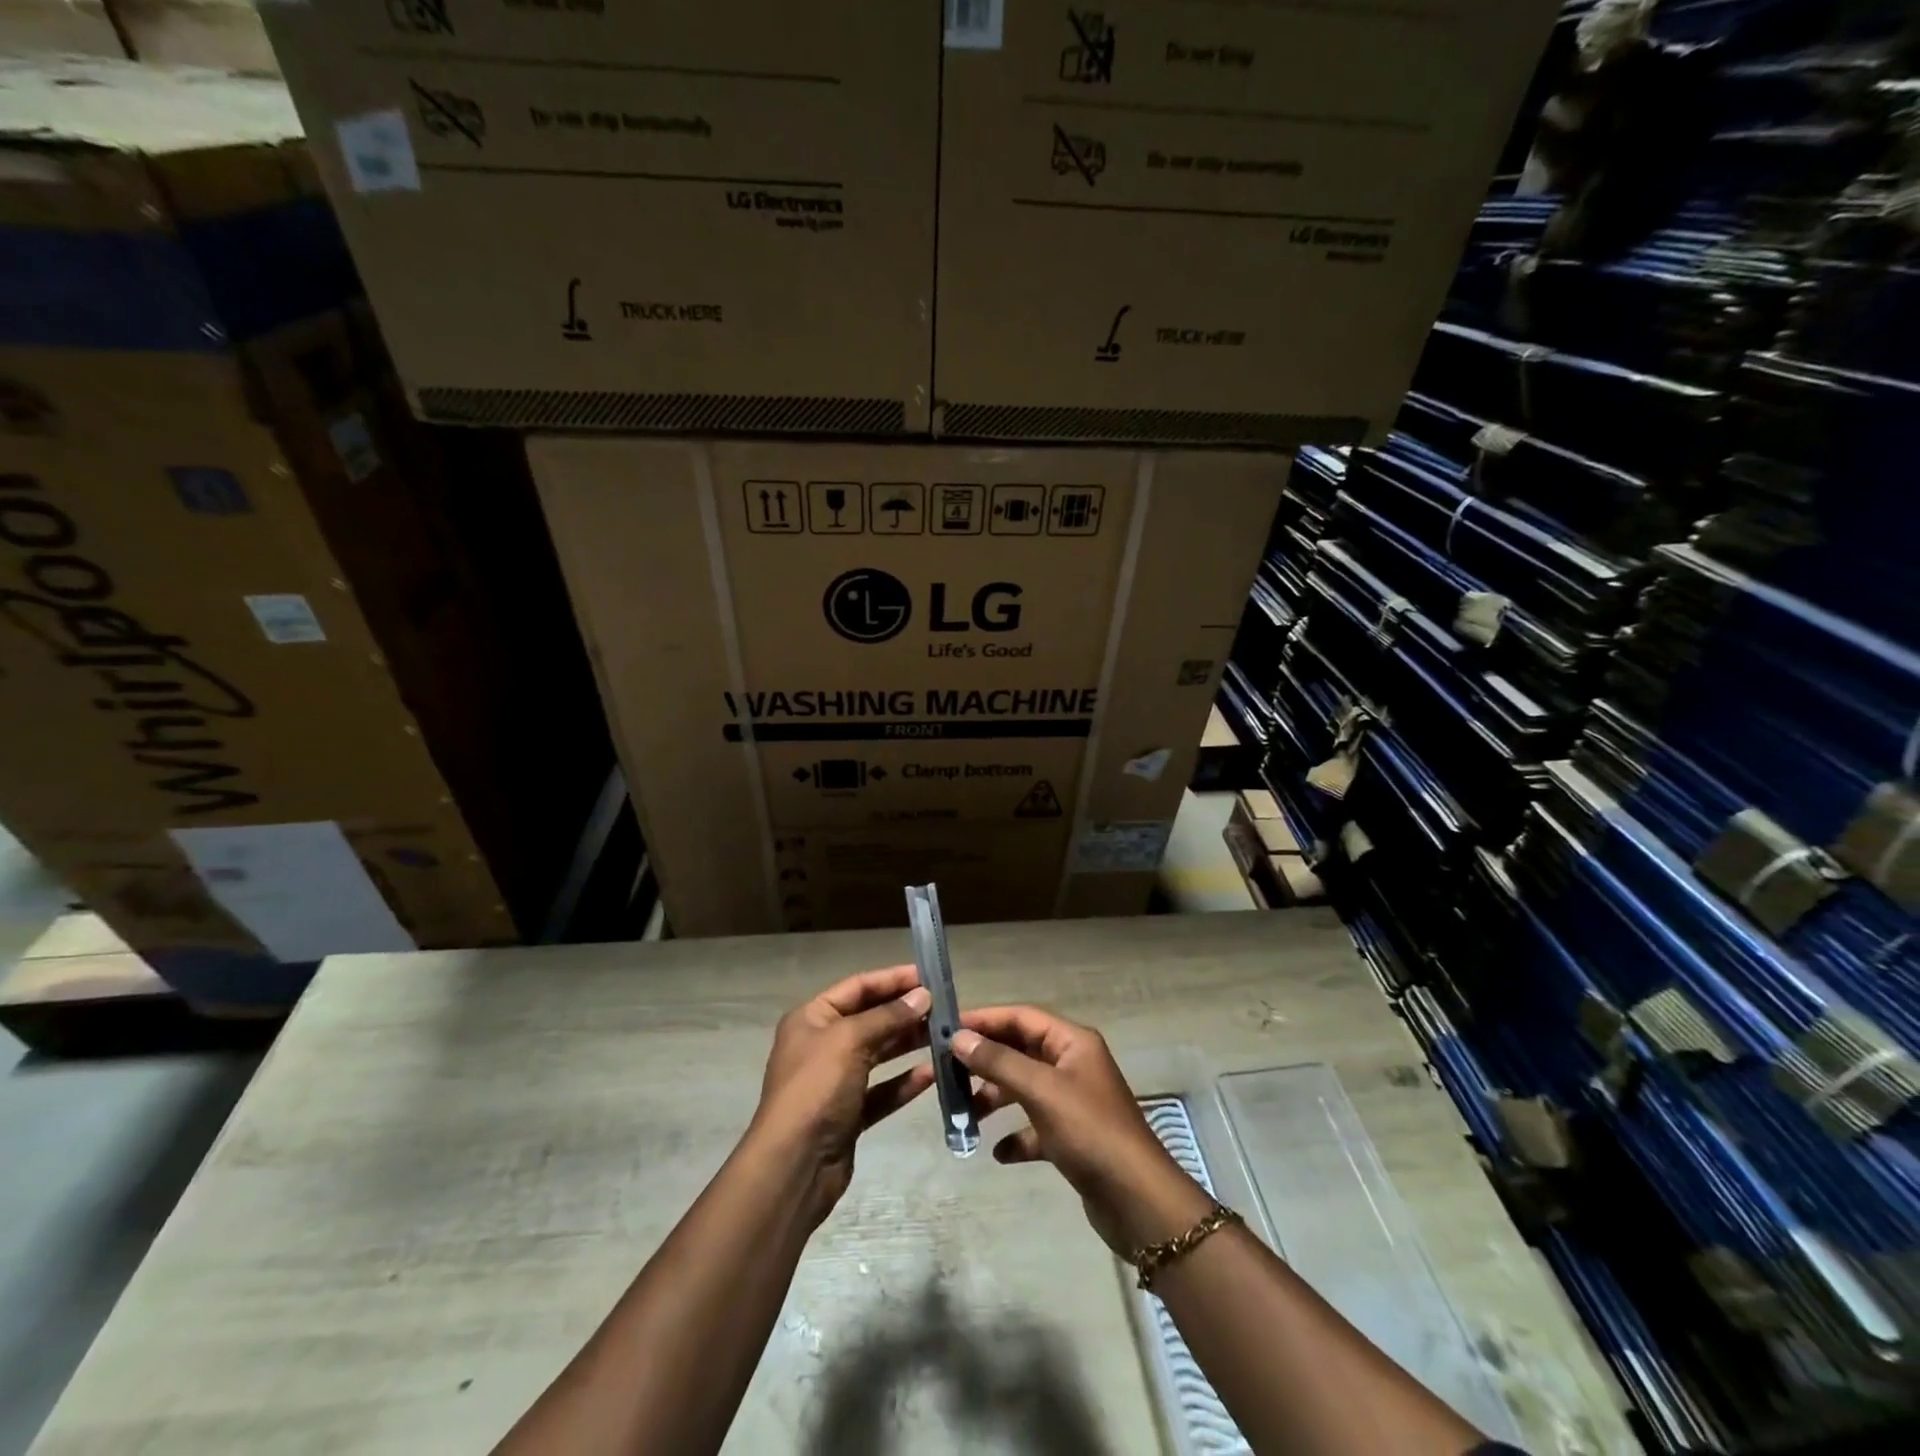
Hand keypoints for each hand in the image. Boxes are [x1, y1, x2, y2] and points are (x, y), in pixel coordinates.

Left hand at [750, 965, 934, 1224]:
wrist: (794, 1165)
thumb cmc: (816, 1088)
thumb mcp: (850, 1040)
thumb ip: (888, 1016)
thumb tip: (923, 996)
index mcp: (812, 1018)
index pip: (858, 987)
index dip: (892, 979)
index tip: (928, 976)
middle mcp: (823, 1045)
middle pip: (871, 1019)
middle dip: (906, 1013)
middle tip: (945, 1007)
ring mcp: (836, 1081)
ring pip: (880, 1054)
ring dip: (910, 1044)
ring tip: (946, 1036)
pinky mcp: (850, 1113)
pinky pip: (883, 1090)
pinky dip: (905, 1082)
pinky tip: (933, 1075)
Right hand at [952, 1007, 1212, 1254]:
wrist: (1137, 1201)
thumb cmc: (1089, 1132)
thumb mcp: (1041, 1091)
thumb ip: (998, 1062)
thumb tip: (958, 1037)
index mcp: (1072, 1042)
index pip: (1021, 1017)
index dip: (985, 1020)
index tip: (946, 1029)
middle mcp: (1073, 1064)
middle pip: (1020, 1051)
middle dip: (985, 1061)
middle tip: (946, 1072)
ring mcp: (1074, 1102)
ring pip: (1024, 1089)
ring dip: (995, 1098)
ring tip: (965, 1114)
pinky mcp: (1073, 1138)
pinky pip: (1035, 1127)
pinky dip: (1015, 1136)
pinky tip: (998, 1152)